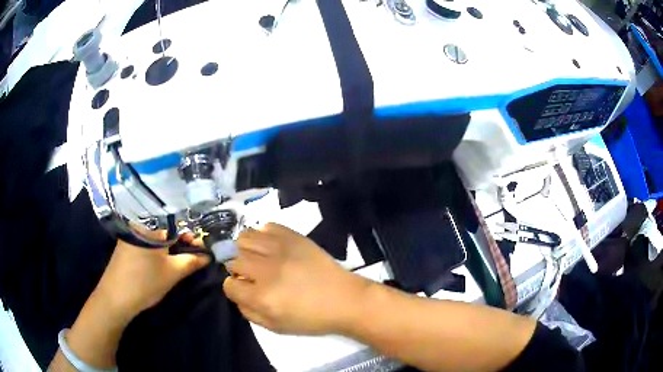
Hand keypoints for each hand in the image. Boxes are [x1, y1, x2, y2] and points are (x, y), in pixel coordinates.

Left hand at [94, 235, 209, 322]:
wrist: (115, 298)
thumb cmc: (145, 282)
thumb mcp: (172, 273)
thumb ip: (192, 261)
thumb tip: (208, 256)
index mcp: (150, 226)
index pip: (177, 224)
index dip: (191, 236)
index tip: (202, 249)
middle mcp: (139, 225)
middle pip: (166, 229)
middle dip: (181, 242)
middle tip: (193, 257)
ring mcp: (131, 236)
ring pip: (156, 237)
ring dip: (170, 248)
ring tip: (180, 261)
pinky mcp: (126, 246)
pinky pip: (147, 243)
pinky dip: (158, 251)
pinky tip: (162, 263)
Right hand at [223, 223, 371, 334]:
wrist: (345, 300)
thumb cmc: (312, 318)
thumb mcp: (276, 327)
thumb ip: (249, 312)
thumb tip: (237, 293)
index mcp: (262, 296)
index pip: (229, 284)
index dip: (234, 287)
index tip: (243, 288)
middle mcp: (266, 270)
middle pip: (233, 259)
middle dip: (236, 267)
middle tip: (250, 273)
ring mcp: (280, 249)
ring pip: (244, 238)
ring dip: (245, 248)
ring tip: (256, 256)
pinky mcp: (294, 236)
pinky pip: (267, 226)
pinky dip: (263, 235)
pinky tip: (271, 247)